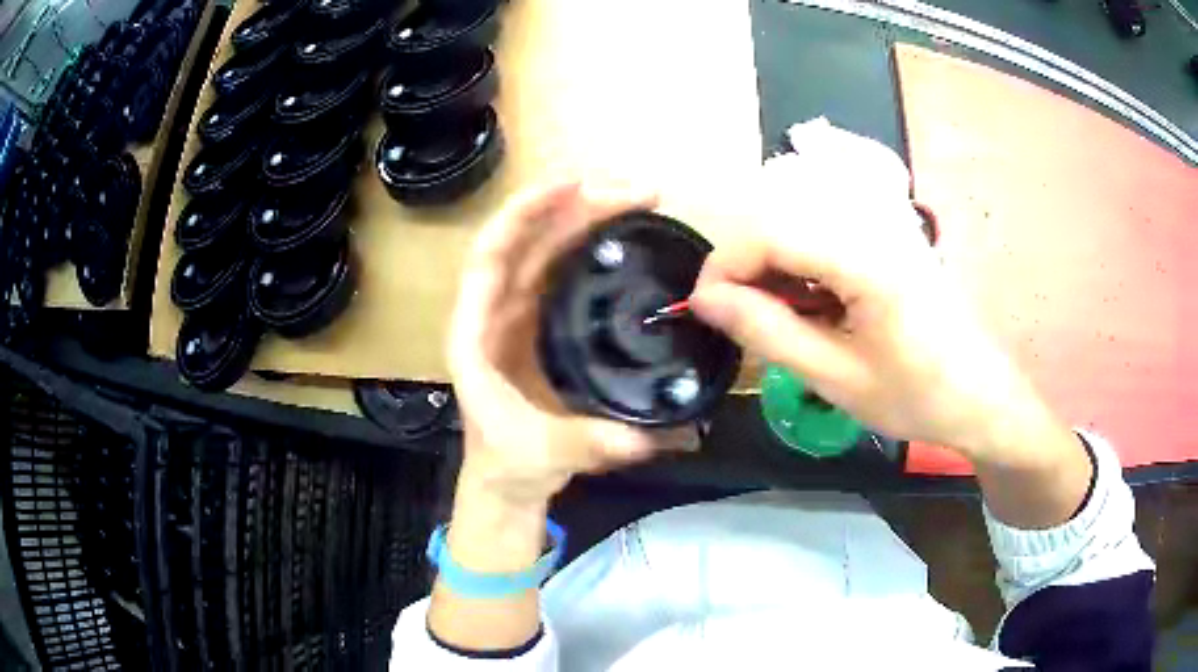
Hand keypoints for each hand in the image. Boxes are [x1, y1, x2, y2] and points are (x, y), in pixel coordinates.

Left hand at [448, 180, 695, 508]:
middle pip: (527, 241)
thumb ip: (587, 443)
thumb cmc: (508, 464)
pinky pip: (562, 270)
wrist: (507, 480)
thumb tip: (648, 435)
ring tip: (635, 201)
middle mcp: (493, 311)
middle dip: (576, 207)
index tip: (573, 185)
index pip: (491, 254)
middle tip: (637, 193)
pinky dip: (589, 245)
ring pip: (546, 249)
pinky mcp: (542, 322)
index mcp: (475, 334)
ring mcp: (518, 313)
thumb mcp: (543, 454)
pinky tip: (622, 235)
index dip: (525, 213)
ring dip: (586, 218)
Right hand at [690, 119, 1057, 462]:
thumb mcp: (837, 378)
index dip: (724, 263)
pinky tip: (810, 305)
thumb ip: (768, 332)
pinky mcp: (889, 235)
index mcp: (866, 258)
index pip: (770, 230)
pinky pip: (826, 233)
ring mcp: (884, 226)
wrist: (982, 395)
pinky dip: (801, 266)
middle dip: (744, 265)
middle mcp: (873, 224)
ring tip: (774, 318)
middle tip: (739, 318)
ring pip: (800, 222)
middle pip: (781, 216)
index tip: (704, 307)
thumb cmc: (917, 396)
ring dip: (772, 266)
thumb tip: (706, 300)